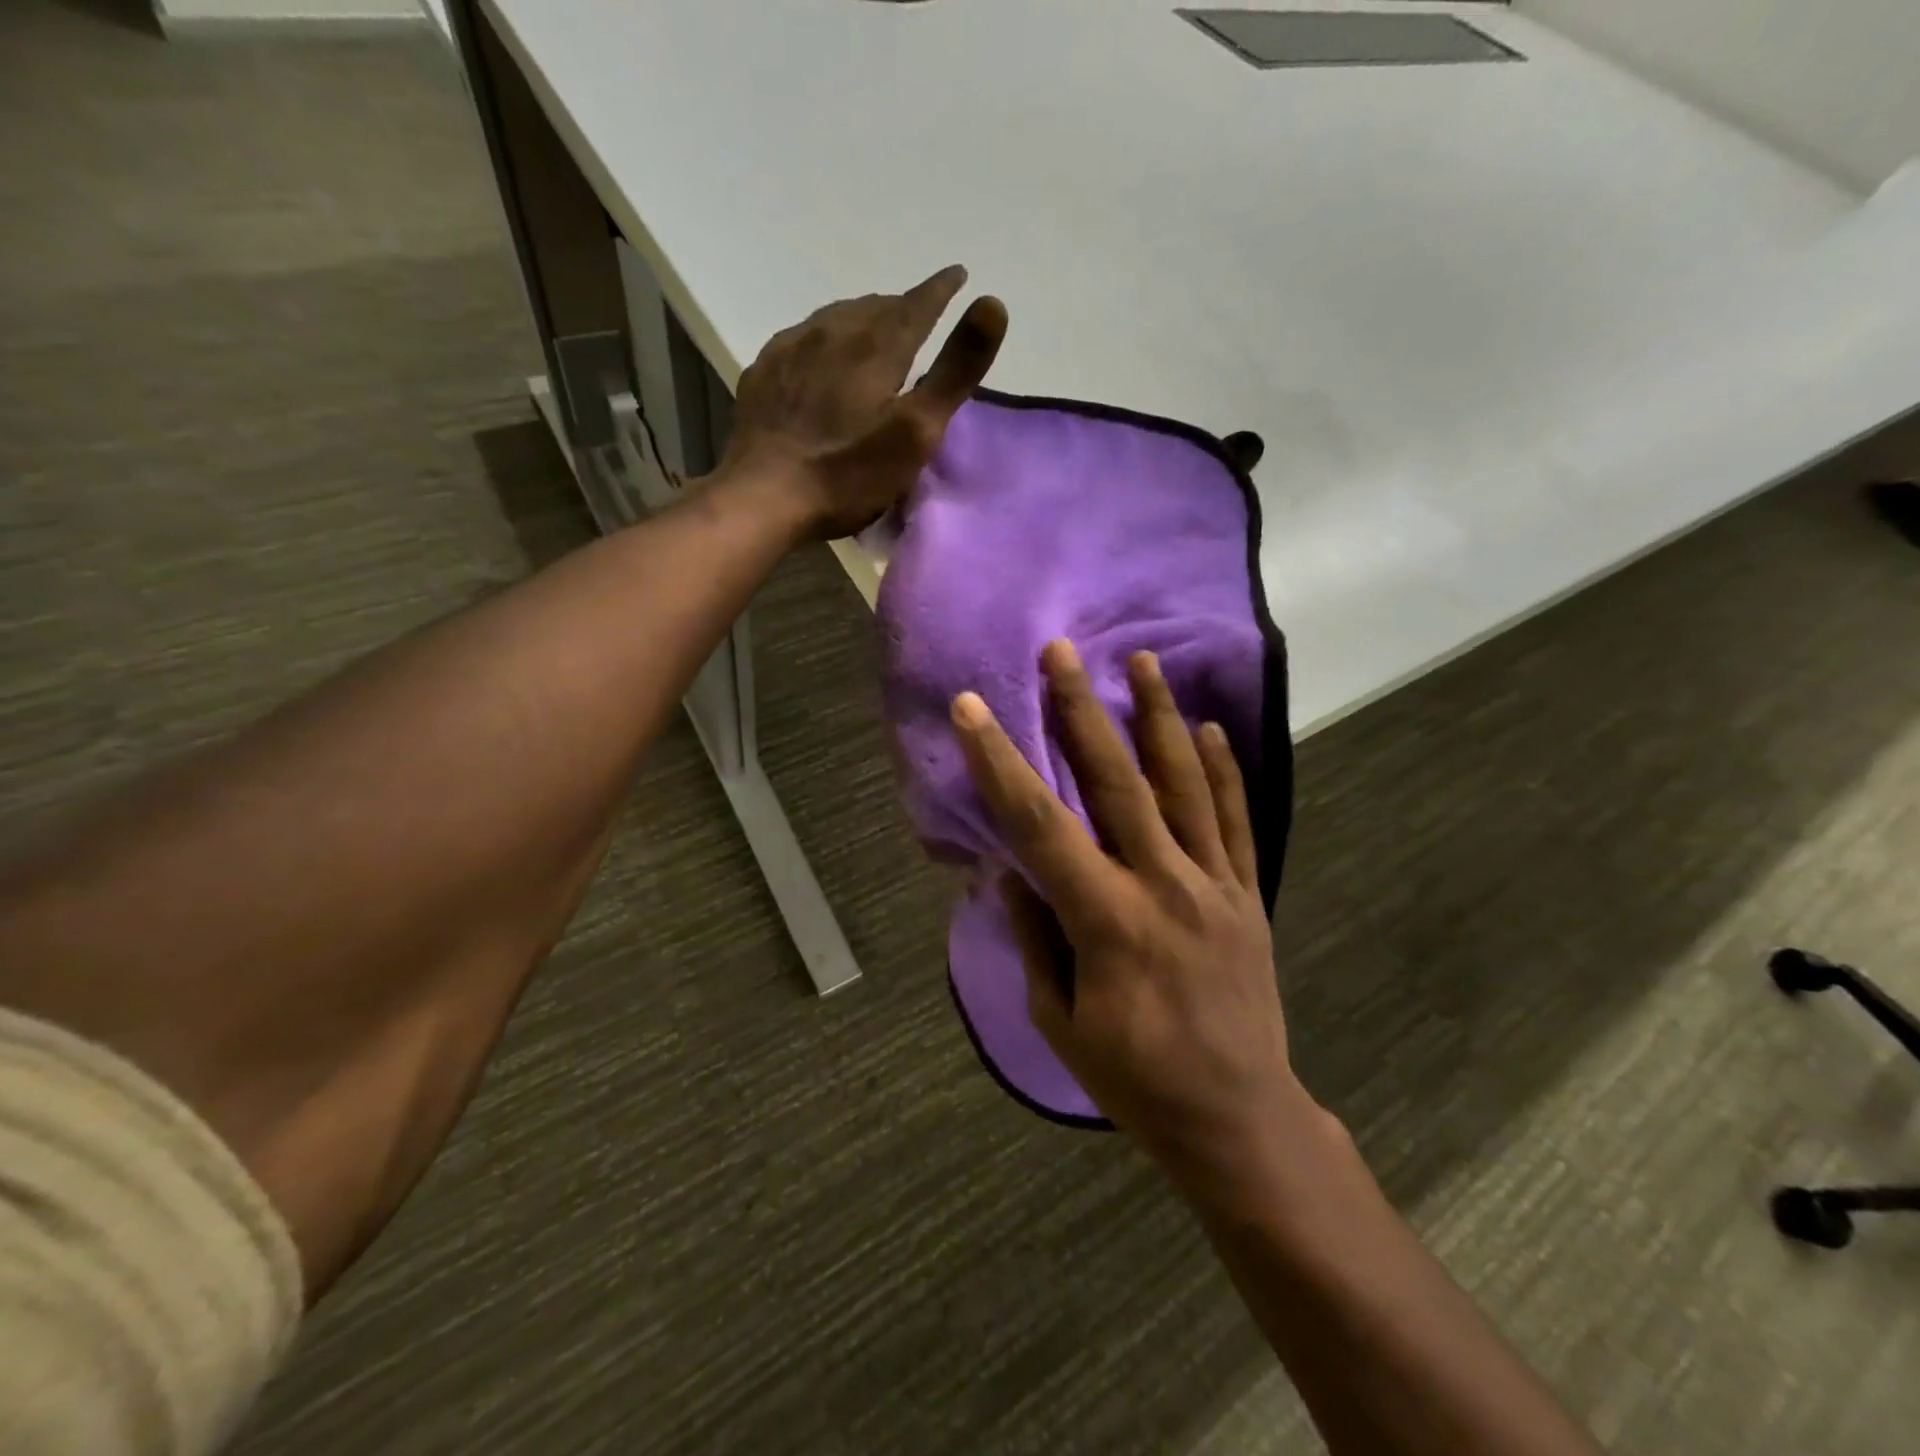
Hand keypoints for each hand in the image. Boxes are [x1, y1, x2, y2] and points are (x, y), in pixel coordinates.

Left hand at [723, 265, 1008, 537]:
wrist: (764, 497)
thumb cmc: (849, 473)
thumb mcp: (916, 431)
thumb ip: (955, 370)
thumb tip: (993, 302)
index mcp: (876, 346)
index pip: (918, 304)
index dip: (941, 289)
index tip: (957, 275)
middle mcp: (832, 332)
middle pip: (875, 307)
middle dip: (902, 307)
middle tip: (918, 315)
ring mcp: (791, 349)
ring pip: (836, 318)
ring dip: (862, 319)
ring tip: (873, 331)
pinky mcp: (764, 373)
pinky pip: (802, 339)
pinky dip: (824, 339)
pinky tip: (820, 356)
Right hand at [952, 640, 1313, 1174]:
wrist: (1237, 1116)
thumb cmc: (1134, 1076)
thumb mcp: (1059, 1019)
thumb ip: (1036, 937)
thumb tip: (1011, 871)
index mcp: (1105, 918)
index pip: (1039, 824)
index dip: (999, 763)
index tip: (971, 709)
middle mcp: (1162, 884)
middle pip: (1116, 781)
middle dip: (1081, 710)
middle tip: (1062, 651)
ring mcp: (1213, 884)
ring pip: (1185, 784)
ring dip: (1160, 717)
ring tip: (1144, 661)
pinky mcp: (1247, 893)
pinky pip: (1236, 821)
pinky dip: (1223, 770)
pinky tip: (1209, 728)